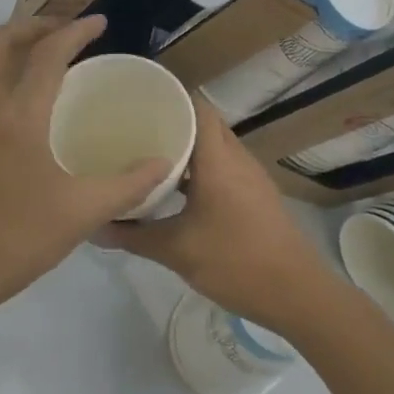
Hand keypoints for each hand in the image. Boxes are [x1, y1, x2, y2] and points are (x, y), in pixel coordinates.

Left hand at [0, 15, 170, 316]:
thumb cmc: (19, 239)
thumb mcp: (83, 213)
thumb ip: (129, 185)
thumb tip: (165, 163)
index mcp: (20, 116)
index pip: (48, 54)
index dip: (76, 31)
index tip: (100, 23)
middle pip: (2, 40)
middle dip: (35, 26)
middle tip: (65, 33)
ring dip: (5, 41)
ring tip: (34, 50)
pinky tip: (2, 86)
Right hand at [100, 98, 339, 335]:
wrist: (298, 294)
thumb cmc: (236, 262)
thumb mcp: (176, 251)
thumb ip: (134, 236)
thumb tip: (95, 226)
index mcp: (218, 160)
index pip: (197, 107)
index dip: (170, 99)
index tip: (137, 105)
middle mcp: (237, 159)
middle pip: (205, 125)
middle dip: (173, 124)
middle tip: (135, 131)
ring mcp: (251, 178)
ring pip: (215, 148)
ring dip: (188, 149)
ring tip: (149, 158)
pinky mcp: (257, 196)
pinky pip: (224, 168)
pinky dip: (201, 170)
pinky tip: (177, 191)